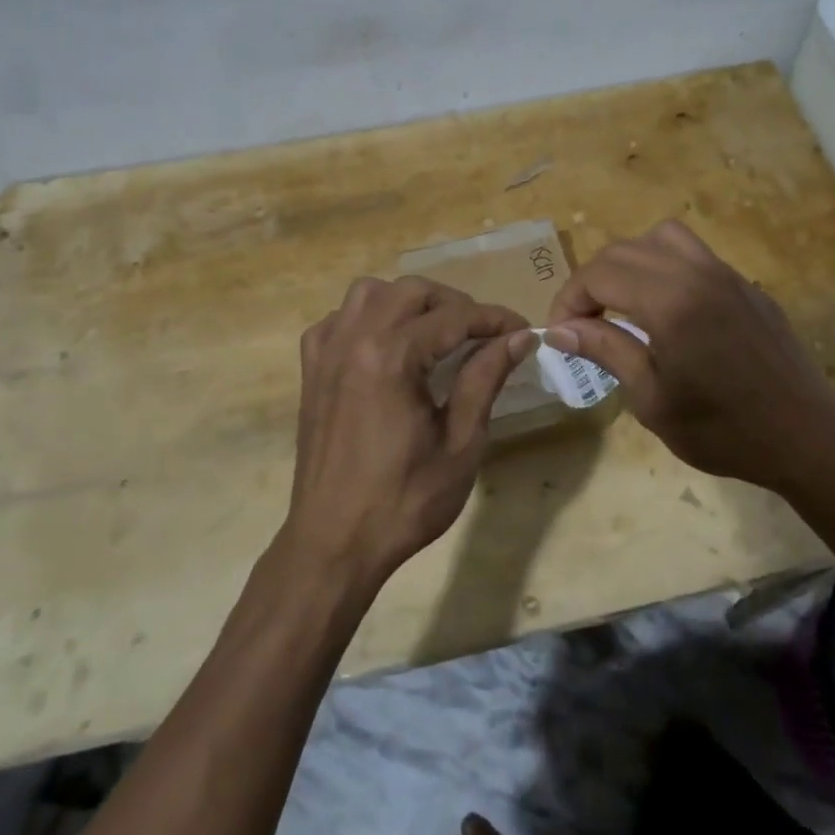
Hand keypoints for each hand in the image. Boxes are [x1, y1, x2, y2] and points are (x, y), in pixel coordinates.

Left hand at [286, 276, 534, 585]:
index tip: (523, 330)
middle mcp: (353, 340)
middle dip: (455, 304)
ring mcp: (326, 352)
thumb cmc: (405, 500)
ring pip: (369, 293)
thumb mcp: (460, 443)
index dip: (494, 319)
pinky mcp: (311, 370)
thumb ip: (486, 379)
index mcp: (391, 358)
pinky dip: (367, 318)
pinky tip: (386, 345)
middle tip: (485, 334)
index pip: (454, 317)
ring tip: (435, 332)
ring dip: (408, 302)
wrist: (334, 542)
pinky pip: (338, 319)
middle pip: (412, 291)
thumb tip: (518, 338)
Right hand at [545, 220, 834, 495]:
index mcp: (670, 302)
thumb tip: (560, 329)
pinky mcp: (746, 286)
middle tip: (582, 323)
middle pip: (624, 250)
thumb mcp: (651, 399)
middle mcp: (697, 273)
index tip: (560, 335)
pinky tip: (667, 311)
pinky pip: (695, 255)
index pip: (599, 275)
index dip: (569, 300)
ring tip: (623, 304)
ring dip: (630, 263)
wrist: (806, 438)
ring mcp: (726, 274)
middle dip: (592, 281)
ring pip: (662, 238)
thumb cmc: (723, 430)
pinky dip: (665, 267)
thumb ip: (606, 351)